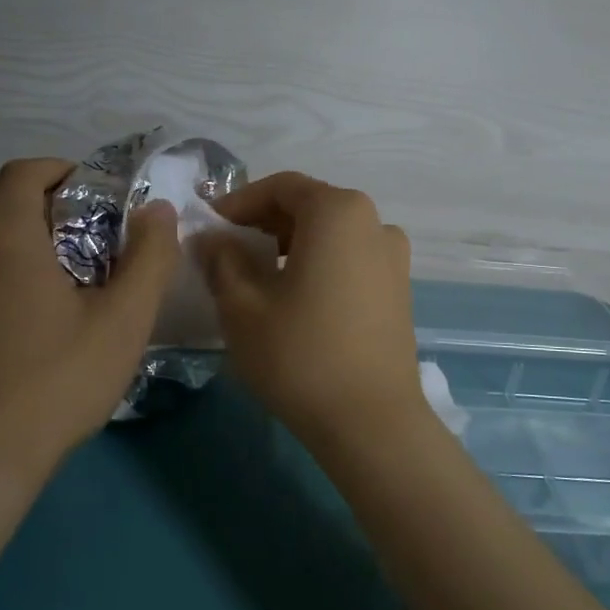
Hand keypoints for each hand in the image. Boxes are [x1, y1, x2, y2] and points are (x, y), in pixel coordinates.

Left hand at [0, 158, 180, 474]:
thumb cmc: (58, 383)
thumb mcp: (124, 321)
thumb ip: (150, 258)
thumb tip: (157, 209)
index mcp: (7, 237)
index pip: (22, 173)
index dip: (56, 171)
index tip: (85, 191)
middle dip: (24, 195)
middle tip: (61, 225)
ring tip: (13, 252)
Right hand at [198, 173, 424, 441]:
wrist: (371, 422)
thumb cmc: (300, 355)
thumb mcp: (242, 306)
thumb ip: (222, 260)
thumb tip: (210, 238)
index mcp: (338, 212)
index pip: (281, 187)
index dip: (239, 202)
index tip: (210, 227)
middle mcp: (374, 222)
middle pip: (310, 206)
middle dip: (265, 222)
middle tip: (228, 250)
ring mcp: (393, 257)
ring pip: (332, 234)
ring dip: (292, 244)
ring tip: (258, 275)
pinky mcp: (400, 289)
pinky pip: (351, 259)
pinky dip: (319, 264)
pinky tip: (296, 297)